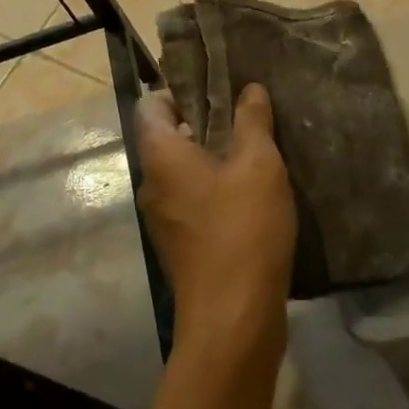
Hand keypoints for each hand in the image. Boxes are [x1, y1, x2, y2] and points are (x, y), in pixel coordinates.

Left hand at [136, 86, 295, 362]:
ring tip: (253, 146)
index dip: (179, 89)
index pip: (150, 105)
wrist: (234, 321)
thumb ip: (252, 121)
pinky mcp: (181, 245)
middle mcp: (152, 183)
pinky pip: (192, 199)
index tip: (216, 87)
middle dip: (203, 120)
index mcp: (161, 156)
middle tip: (244, 112)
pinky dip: (214, 186)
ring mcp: (164, 218)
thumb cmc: (242, 230)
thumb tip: (249, 88)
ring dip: (212, 154)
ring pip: (182, 170)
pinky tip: (251, 190)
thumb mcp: (258, 165)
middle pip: (167, 136)